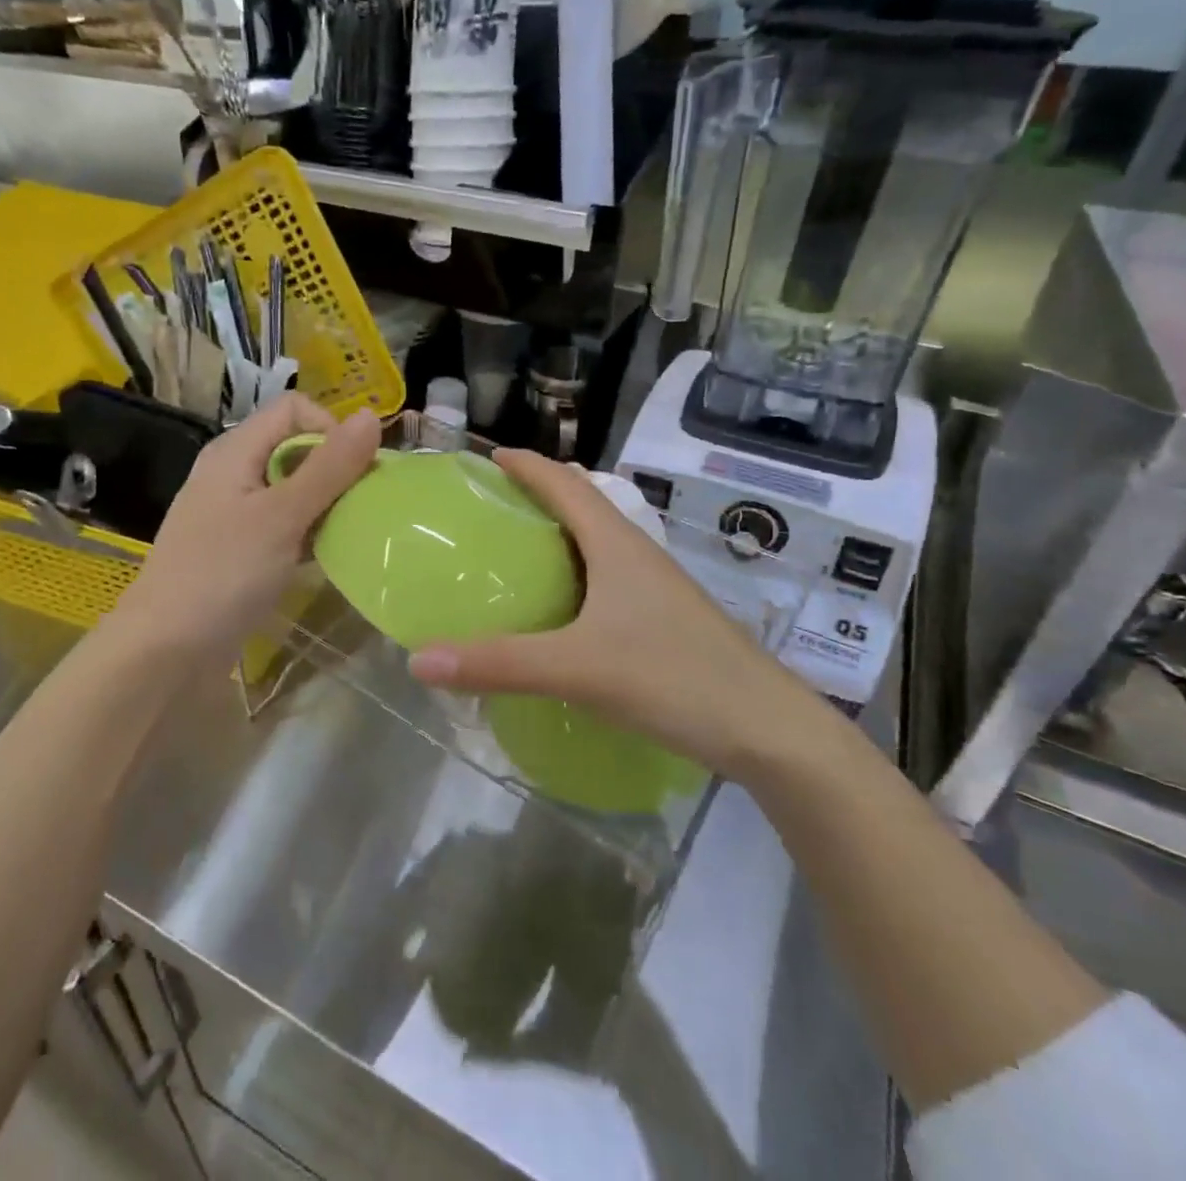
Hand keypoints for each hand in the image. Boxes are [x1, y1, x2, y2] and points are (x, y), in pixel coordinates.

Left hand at [114, 395, 380, 667]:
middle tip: (363, 506)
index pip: (295, 410)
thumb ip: (330, 467)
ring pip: (295, 489)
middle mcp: (235, 472)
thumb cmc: (223, 573)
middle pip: (297, 448)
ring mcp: (236, 513)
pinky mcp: (241, 549)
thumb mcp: (283, 516)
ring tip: (353, 532)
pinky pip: (286, 524)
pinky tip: (329, 556)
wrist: (165, 652)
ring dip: (327, 504)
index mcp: (236, 450)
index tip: (359, 471)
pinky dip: (311, 533)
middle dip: (336, 470)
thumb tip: (372, 416)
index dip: (332, 429)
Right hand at [406, 450, 816, 778]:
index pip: (565, 483)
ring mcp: (656, 587)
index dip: (526, 464)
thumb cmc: (673, 678)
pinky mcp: (664, 618)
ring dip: (559, 535)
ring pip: (599, 542)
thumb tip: (418, 660)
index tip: (487, 457)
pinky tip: (560, 611)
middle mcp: (637, 554)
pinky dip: (575, 574)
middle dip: (539, 493)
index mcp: (616, 543)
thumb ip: (498, 663)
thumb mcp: (577, 668)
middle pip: (583, 504)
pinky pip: (608, 577)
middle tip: (490, 507)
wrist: (767, 728)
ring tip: (516, 552)